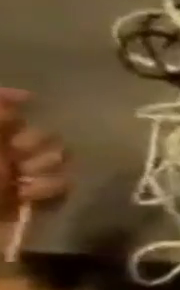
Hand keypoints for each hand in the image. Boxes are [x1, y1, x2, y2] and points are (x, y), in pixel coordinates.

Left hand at [0, 88, 69, 218]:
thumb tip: (24, 95)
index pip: (2, 105)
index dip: (11, 98)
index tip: (30, 99)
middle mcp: (1, 148)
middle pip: (39, 131)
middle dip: (33, 142)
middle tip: (18, 153)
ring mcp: (19, 171)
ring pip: (59, 156)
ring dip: (43, 166)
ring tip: (23, 178)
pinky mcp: (38, 193)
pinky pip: (64, 182)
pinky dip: (48, 188)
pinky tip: (28, 194)